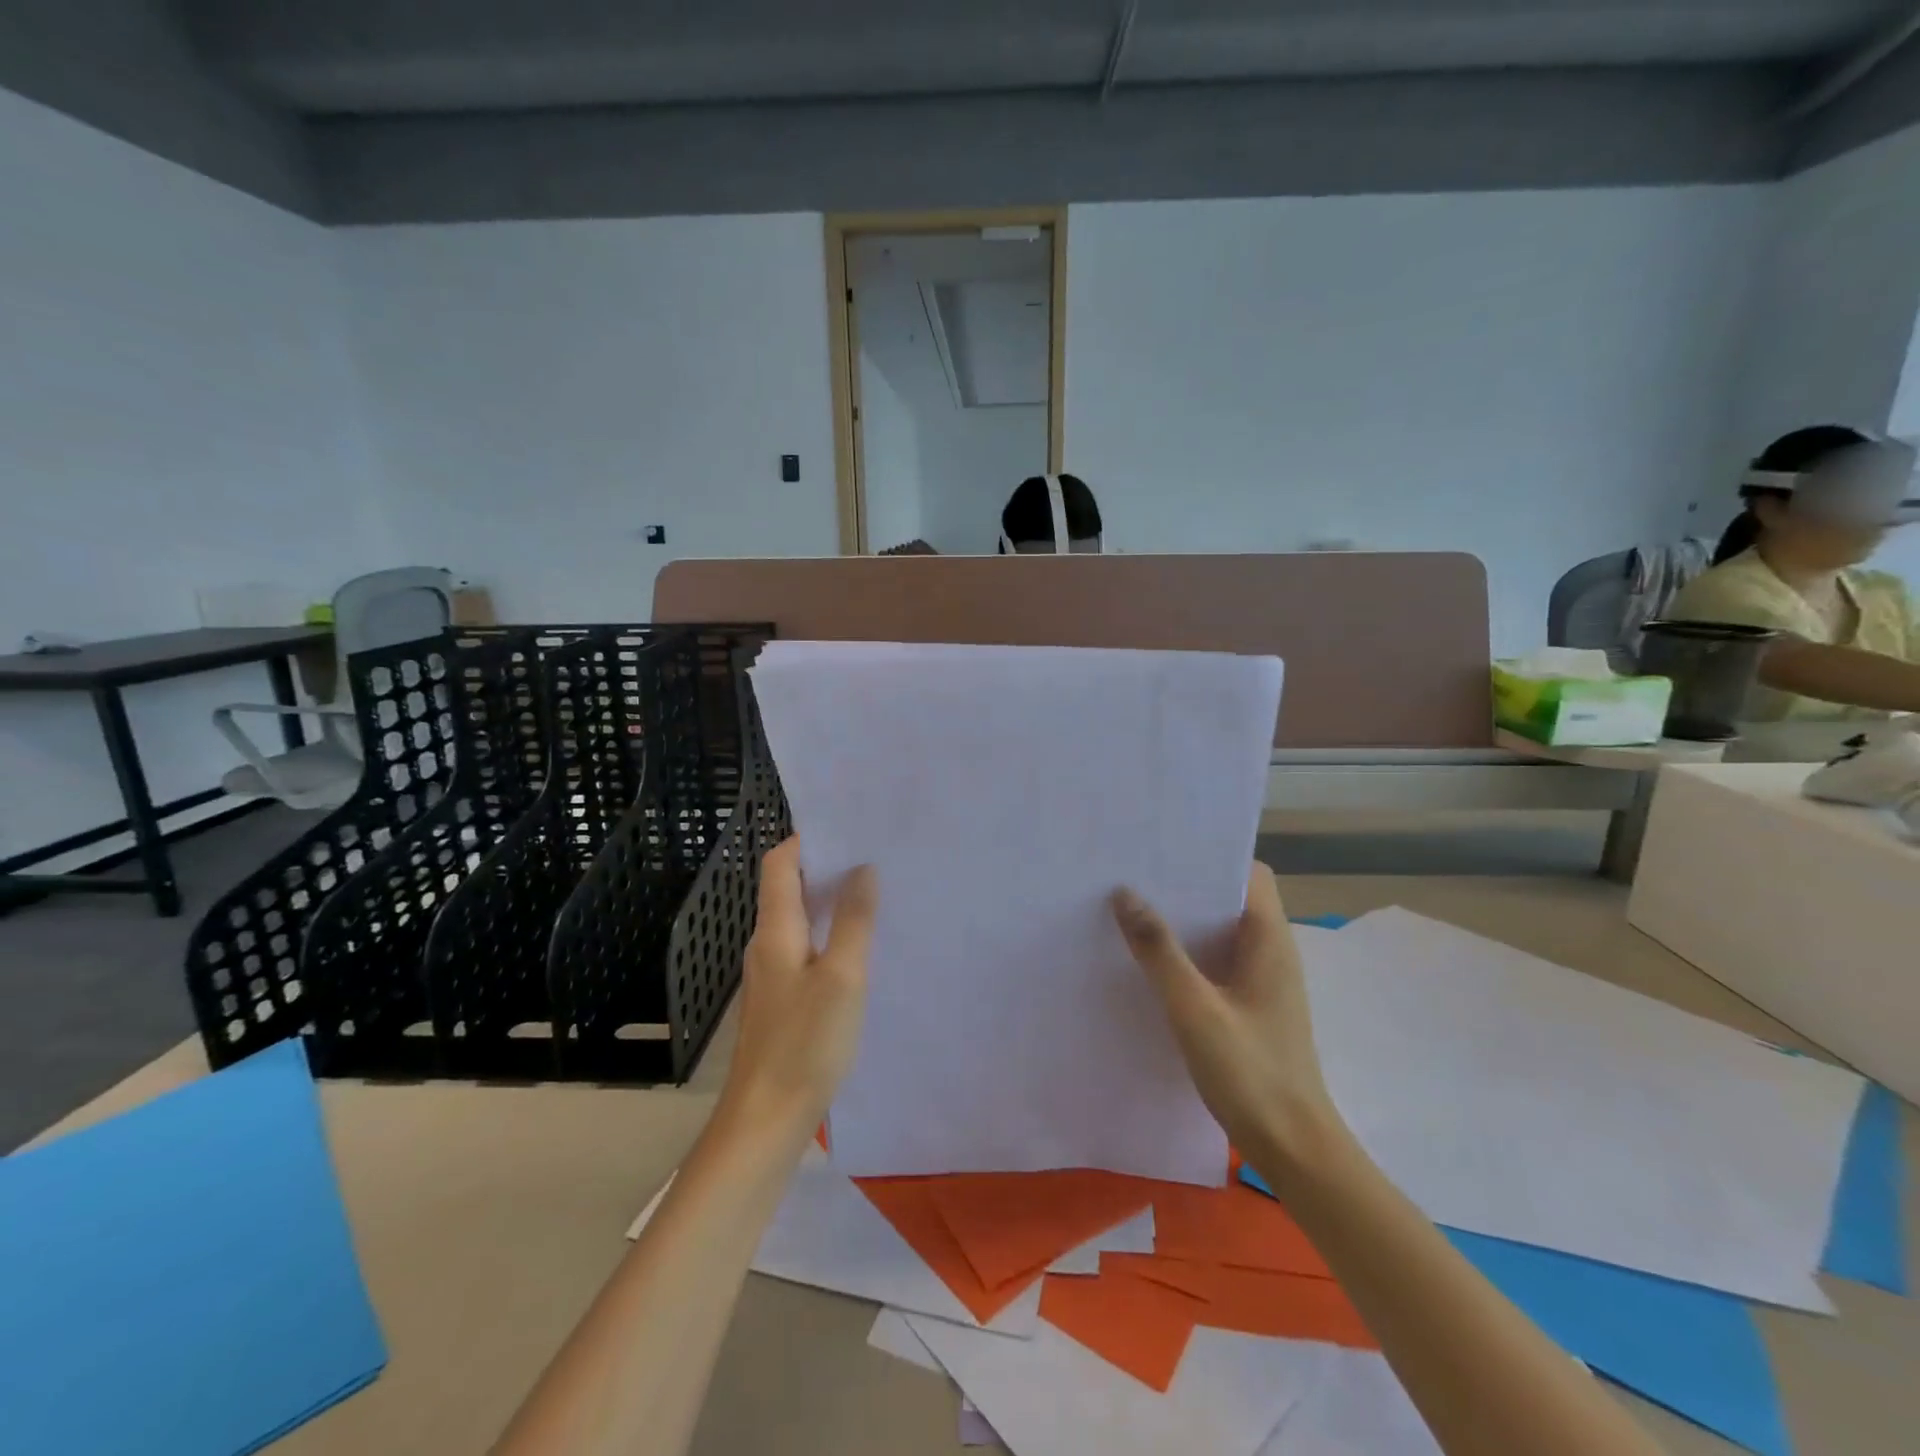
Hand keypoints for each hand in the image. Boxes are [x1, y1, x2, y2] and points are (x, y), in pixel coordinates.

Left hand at [719, 838, 877, 1146]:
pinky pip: (806, 948)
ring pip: (800, 919)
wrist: (766, 1119)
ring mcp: (772, 973)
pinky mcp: (782, 998)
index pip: (779, 863)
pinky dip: (830, 934)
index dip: (807, 840)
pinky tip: (860, 947)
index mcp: (775, 930)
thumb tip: (863, 869)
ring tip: (876, 893)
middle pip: (789, 887)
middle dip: (827, 867)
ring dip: (831, 901)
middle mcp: (767, 944)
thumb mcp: (843, 977)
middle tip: (876, 857)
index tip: (850, 829)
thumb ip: (854, 921)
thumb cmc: (806, 1043)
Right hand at [1112, 863, 1347, 1176]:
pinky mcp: (1251, 1005)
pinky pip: (1217, 960)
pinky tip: (1152, 961)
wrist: (1294, 1149)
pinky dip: (1189, 952)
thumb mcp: (1194, 1009)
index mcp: (1269, 940)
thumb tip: (1124, 893)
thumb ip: (1159, 951)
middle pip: (1231, 898)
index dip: (1213, 855)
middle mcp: (1271, 951)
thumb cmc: (1250, 1073)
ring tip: (1134, 909)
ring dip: (1185, 920)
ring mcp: (1263, 980)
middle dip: (1188, 884)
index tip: (1166, 849)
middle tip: (1135, 874)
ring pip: (1222, 930)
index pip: (1250, 873)